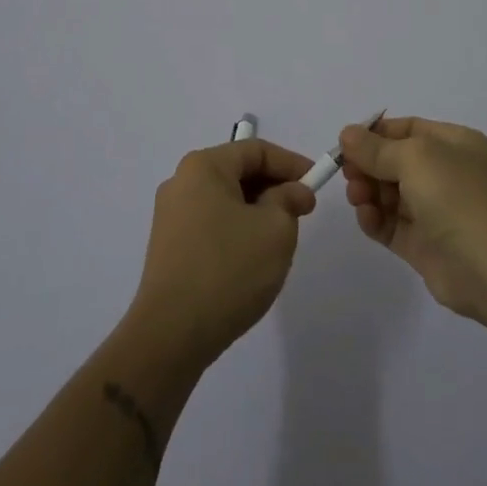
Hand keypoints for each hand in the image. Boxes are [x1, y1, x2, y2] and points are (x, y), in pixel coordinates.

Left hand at [129, 139, 316, 367]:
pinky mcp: (169, 247)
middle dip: (275, 187)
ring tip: (282, 237)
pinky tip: (253, 257)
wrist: (171, 335)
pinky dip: (238, 229)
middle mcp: (181, 182)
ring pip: (226, 200)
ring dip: (258, 211)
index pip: (256, 150)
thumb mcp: (275, 229)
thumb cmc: (229, 269)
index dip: (291, 163)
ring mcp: (170, 216)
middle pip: (238, 172)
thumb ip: (289, 200)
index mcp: (203, 167)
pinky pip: (212, 223)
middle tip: (303, 211)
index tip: (317, 183)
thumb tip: (293, 192)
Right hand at [341, 116, 486, 326]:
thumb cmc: (456, 196)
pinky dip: (375, 220)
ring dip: (368, 192)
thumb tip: (347, 134)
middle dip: (368, 166)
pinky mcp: (424, 245)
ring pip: (390, 195)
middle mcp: (447, 174)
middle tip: (348, 174)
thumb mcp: (415, 157)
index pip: (408, 130)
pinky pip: (391, 226)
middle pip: (395, 163)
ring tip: (357, 198)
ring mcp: (436, 211)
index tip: (346, 144)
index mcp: (454, 144)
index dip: (375, 134)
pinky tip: (366, 218)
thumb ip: (376, 148)